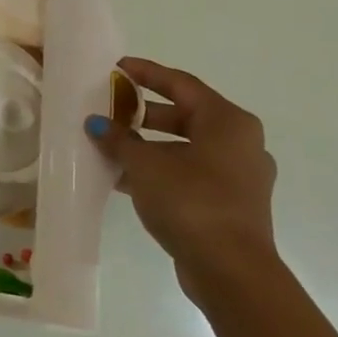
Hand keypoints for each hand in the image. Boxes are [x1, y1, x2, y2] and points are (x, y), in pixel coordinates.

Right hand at [86, 57, 277, 296]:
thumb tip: (97, 124)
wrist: (230, 269)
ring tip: (110, 144)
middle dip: (143, 112)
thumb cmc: (191, 201)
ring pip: (186, 146)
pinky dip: (159, 168)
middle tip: (109, 108)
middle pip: (185, 115)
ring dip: (148, 144)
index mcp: (228, 122)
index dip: (146, 73)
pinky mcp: (230, 202)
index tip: (117, 67)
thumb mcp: (144, 164)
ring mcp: (239, 175)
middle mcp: (240, 142)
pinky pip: (189, 172)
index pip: (181, 84)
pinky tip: (125, 177)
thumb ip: (118, 139)